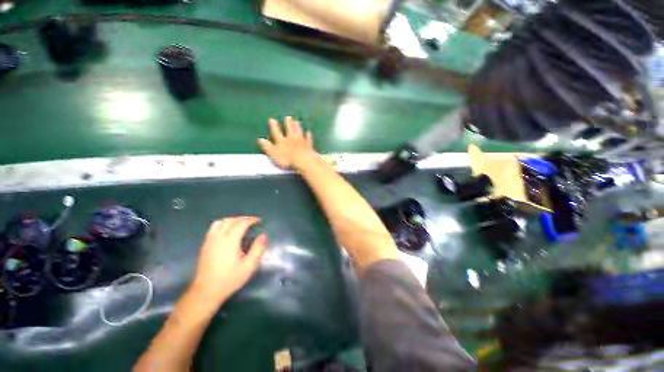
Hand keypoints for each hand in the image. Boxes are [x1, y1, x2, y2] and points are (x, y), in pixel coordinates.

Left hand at [191, 217, 266, 302]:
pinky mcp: (205, 245)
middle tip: (252, 221)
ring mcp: (209, 240)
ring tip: (241, 224)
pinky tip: (228, 231)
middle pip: (231, 221)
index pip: (241, 224)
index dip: (251, 220)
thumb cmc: (229, 279)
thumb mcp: (249, 266)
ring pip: (221, 222)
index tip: (259, 221)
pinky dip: (224, 224)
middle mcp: (218, 237)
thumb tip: (263, 235)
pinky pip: (214, 227)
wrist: (206, 291)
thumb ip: (258, 249)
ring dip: (232, 220)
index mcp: (230, 241)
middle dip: (243, 218)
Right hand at [258, 117, 316, 169]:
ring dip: (297, 126)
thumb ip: (267, 146)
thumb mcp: (273, 154)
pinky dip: (308, 136)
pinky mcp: (309, 146)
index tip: (272, 119)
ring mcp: (301, 142)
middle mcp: (291, 139)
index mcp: (281, 141)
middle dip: (288, 123)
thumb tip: (260, 139)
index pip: (276, 132)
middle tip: (288, 117)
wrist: (303, 161)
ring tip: (297, 121)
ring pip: (299, 132)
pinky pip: (308, 139)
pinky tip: (308, 132)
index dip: (274, 126)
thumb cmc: (287, 159)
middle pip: (290, 129)